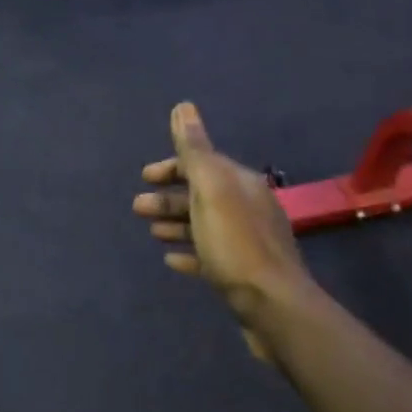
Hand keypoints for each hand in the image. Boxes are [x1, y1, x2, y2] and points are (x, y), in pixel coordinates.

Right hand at [132, 102, 311, 362]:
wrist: (273, 306)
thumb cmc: (236, 243)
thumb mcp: (211, 190)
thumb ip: (195, 150)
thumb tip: (183, 106)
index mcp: (241, 183)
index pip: (204, 163)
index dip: (172, 167)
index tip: (145, 177)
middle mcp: (248, 207)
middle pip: (202, 195)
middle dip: (169, 197)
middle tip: (138, 207)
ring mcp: (247, 242)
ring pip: (205, 225)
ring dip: (176, 223)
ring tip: (151, 232)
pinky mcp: (244, 274)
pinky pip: (211, 256)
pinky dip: (190, 253)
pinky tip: (172, 260)